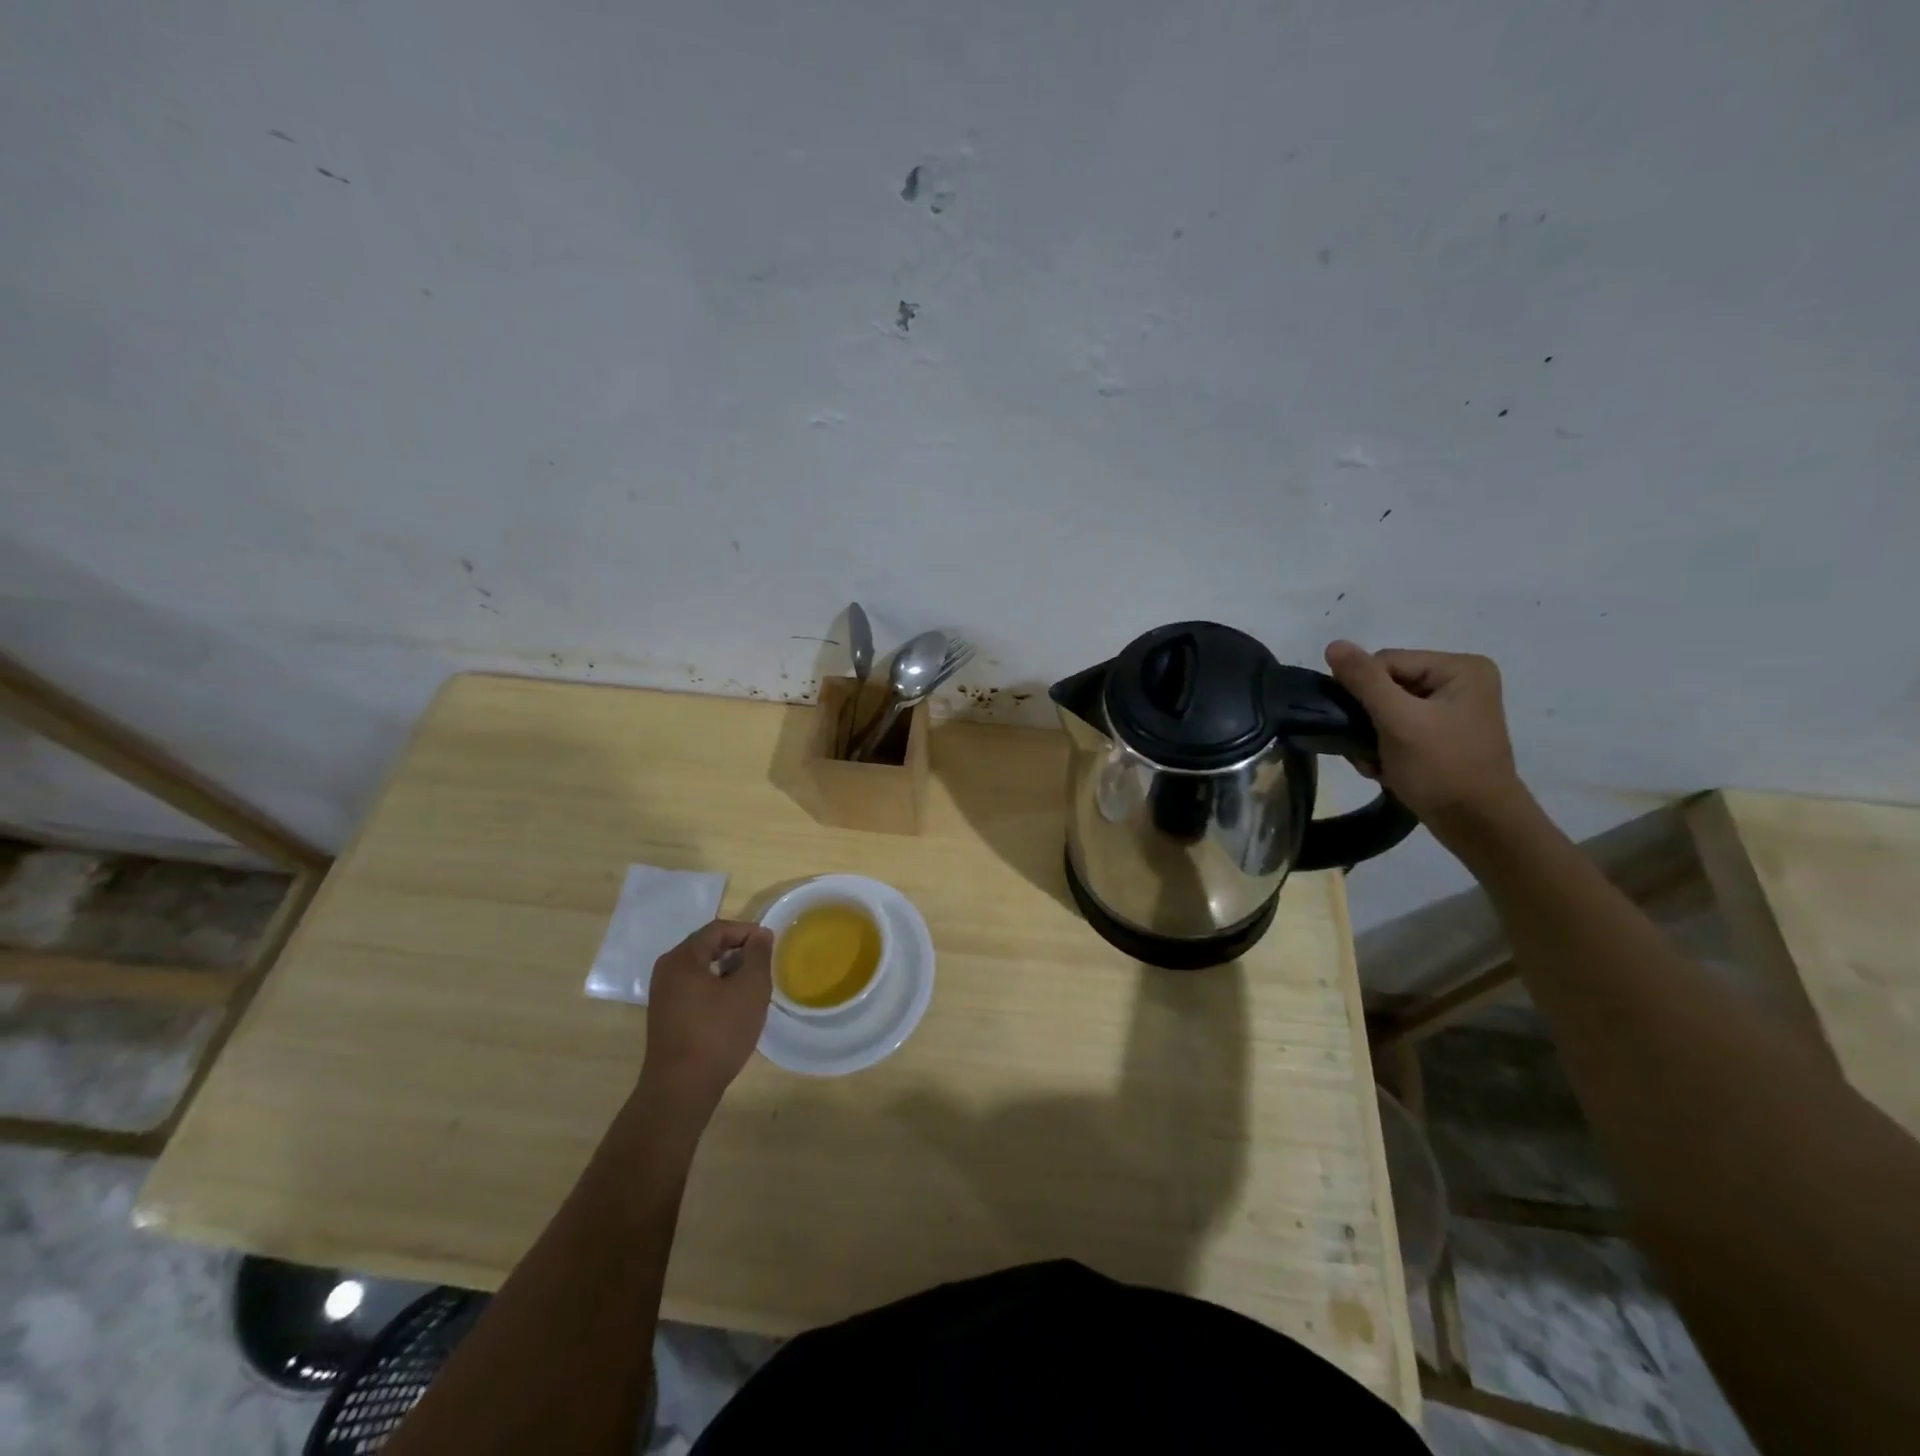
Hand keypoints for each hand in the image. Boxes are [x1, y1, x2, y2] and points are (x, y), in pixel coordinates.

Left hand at [639, 920, 773, 1121]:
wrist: (681, 1090)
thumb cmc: (718, 1033)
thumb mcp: (750, 989)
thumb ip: (758, 955)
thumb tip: (761, 934)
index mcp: (682, 958)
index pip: (718, 929)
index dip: (747, 931)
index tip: (771, 945)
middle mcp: (667, 971)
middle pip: (707, 946)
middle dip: (738, 951)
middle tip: (763, 964)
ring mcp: (663, 995)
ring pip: (701, 969)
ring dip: (728, 970)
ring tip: (752, 985)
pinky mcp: (666, 1016)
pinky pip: (694, 988)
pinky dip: (716, 988)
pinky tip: (733, 1006)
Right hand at [1323, 640, 1530, 832]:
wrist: (1478, 826)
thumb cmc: (1442, 768)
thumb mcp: (1398, 721)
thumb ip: (1364, 680)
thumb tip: (1333, 644)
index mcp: (1460, 668)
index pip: (1386, 662)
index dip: (1363, 692)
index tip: (1361, 727)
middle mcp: (1460, 681)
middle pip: (1385, 685)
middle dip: (1368, 719)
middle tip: (1367, 750)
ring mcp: (1453, 709)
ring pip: (1386, 709)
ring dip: (1371, 736)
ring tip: (1375, 762)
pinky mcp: (1444, 734)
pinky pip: (1398, 727)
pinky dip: (1384, 747)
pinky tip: (1385, 767)